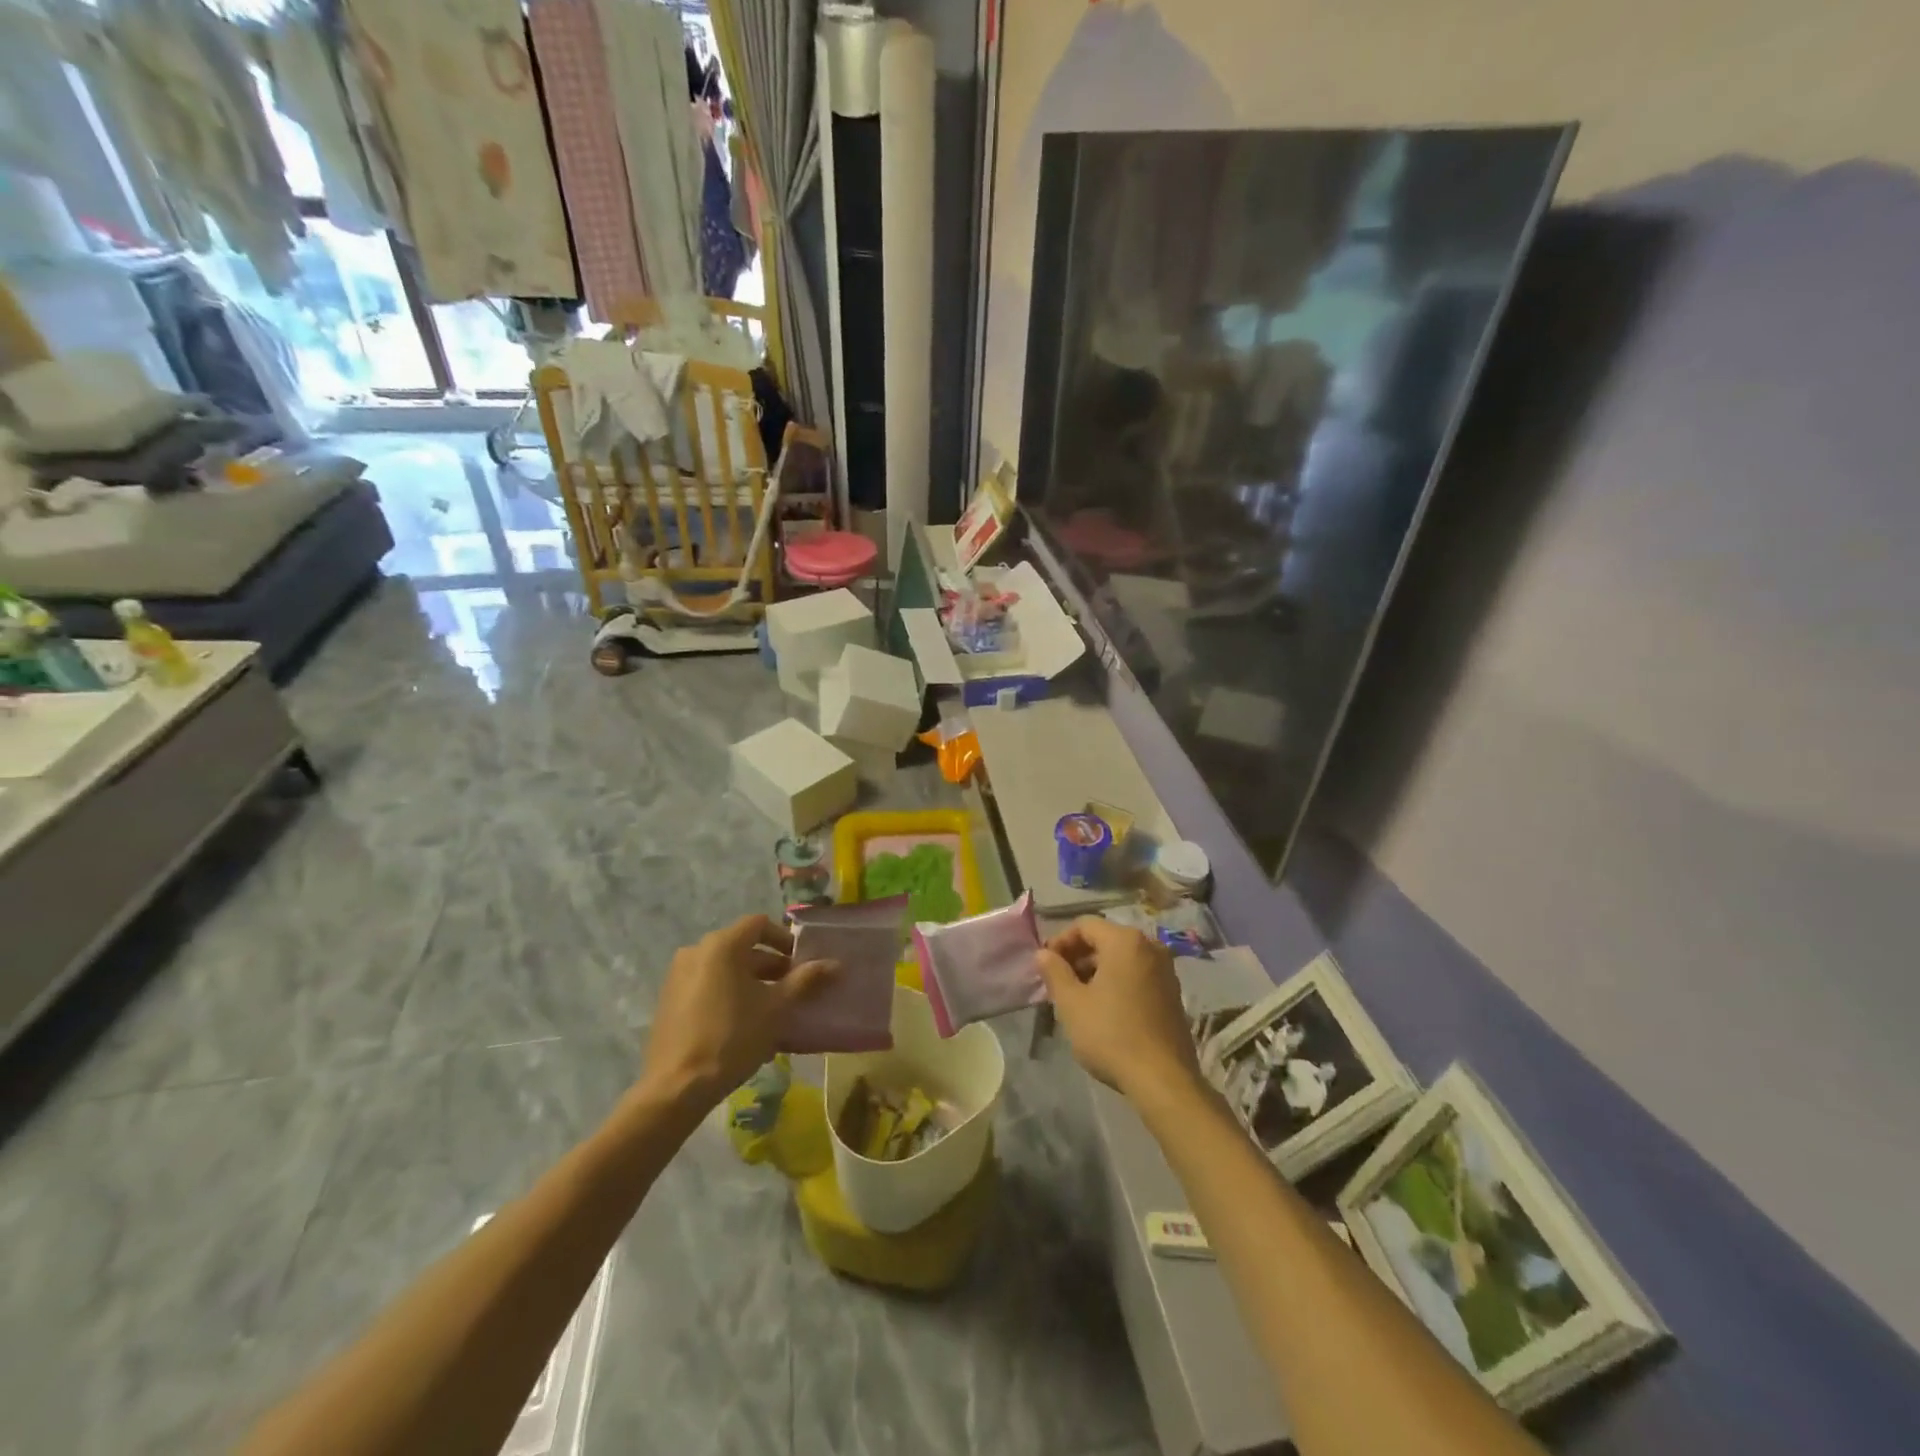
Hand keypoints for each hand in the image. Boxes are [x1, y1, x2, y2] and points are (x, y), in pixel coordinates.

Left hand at [640, 914, 835, 1110]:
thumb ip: (805, 980)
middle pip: (741, 946)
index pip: (759, 924)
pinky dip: (728, 992)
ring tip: (770, 1009)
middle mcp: (696, 951)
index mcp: (722, 945)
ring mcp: (678, 975)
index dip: (784, 939)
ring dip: (750, 980)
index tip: (800, 963)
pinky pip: (706, 984)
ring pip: (724, 967)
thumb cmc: (732, 1037)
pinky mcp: (669, 999)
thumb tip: (835, 964)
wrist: (677, 1087)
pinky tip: (742, 1022)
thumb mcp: (776, 1008)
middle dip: (770, 965)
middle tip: (792, 989)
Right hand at [1035, 917, 1201, 1103]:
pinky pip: (1137, 974)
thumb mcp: (1071, 1003)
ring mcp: (1166, 970)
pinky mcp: (1173, 993)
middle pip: (1105, 939)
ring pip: (1122, 958)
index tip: (1045, 965)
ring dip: (1096, 971)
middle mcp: (1150, 946)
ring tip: (1078, 998)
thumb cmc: (1111, 1034)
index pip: (1084, 925)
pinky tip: (1104, 1009)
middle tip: (1058, 983)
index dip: (1060, 941)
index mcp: (1125, 941)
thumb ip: (1054, 972)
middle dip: (1078, 957)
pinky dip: (1117, 982)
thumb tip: (1043, 954)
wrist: (1163, 1080)